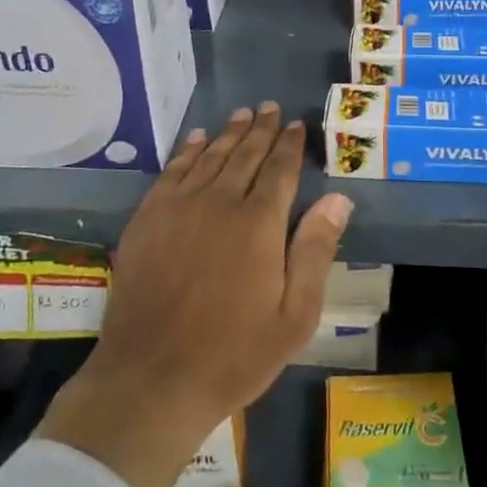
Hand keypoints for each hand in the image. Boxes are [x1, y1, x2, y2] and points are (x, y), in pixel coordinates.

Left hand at [38, 103, 353, 486]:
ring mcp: (179, 207)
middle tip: (270, 107)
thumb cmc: (234, 353)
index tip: (297, 124)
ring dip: (228, 133)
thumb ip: (316, 250)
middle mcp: (220, 201)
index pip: (280, 169)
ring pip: (210, 156)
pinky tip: (196, 139)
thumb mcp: (294, 315)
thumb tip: (338, 198)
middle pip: (245, 154)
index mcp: (259, 223)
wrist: (153, 379)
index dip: (290, 144)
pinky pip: (172, 171)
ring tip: (242, 114)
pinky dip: (188, 150)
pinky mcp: (148, 219)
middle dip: (261, 129)